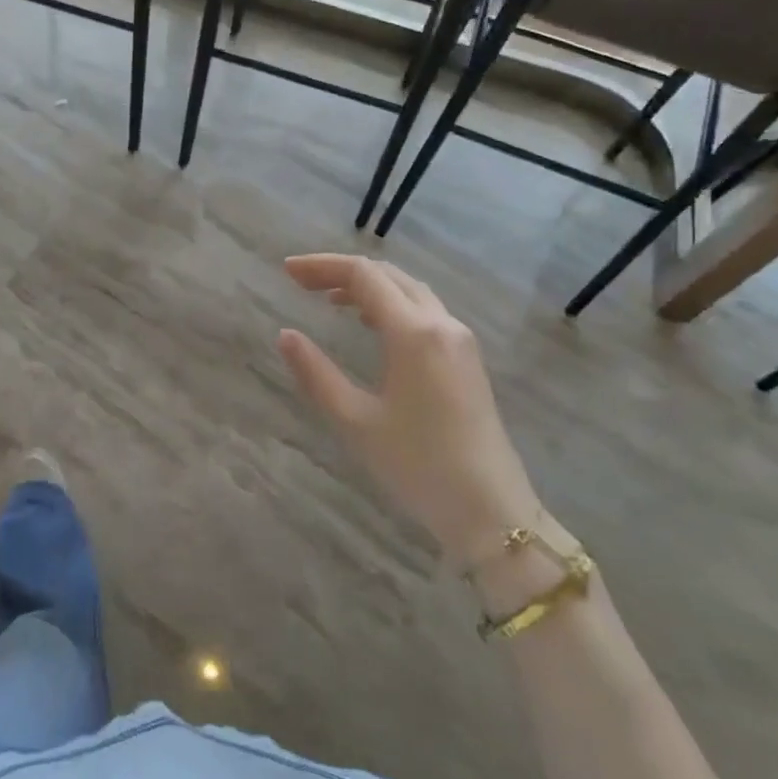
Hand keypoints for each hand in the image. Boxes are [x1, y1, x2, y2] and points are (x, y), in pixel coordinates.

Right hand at [278, 254, 541, 570]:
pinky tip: (369, 324)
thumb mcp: (355, 421)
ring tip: (328, 299)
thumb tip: (286, 335)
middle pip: (388, 275)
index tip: (287, 271)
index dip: (322, 266)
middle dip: (342, 271)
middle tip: (302, 282)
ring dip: (368, 286)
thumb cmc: (418, 466)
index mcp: (413, 333)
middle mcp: (441, 324)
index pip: (363, 276)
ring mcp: (460, 339)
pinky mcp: (467, 358)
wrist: (492, 512)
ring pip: (409, 290)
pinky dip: (390, 303)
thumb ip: (316, 373)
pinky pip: (423, 310)